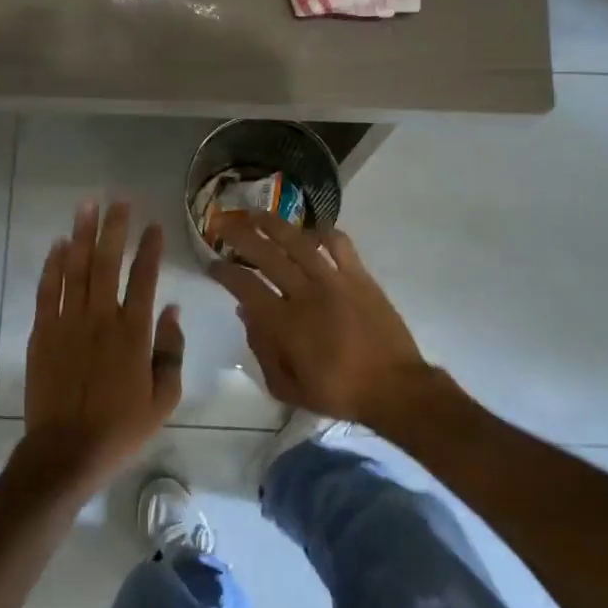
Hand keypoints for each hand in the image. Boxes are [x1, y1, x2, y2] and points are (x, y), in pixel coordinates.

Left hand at [20, 200, 184, 493]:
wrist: (66, 453)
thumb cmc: (121, 429)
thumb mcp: (163, 398)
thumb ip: (170, 351)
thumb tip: (172, 310)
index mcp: (134, 333)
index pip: (144, 278)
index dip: (149, 248)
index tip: (153, 225)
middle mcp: (100, 319)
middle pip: (106, 262)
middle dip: (113, 228)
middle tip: (117, 200)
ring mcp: (67, 324)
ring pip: (74, 269)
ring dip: (81, 235)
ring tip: (86, 206)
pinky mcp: (41, 334)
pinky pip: (47, 291)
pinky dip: (52, 265)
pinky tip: (57, 245)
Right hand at [209, 212, 429, 422]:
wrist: (394, 388)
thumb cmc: (338, 392)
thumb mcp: (287, 387)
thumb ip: (261, 350)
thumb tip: (247, 313)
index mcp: (284, 323)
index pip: (245, 286)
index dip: (224, 271)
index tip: (212, 263)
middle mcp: (305, 294)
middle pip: (266, 254)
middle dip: (240, 236)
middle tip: (224, 224)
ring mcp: (335, 281)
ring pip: (299, 242)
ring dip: (274, 225)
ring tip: (257, 214)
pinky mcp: (360, 277)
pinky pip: (340, 245)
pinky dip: (324, 233)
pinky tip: (311, 231)